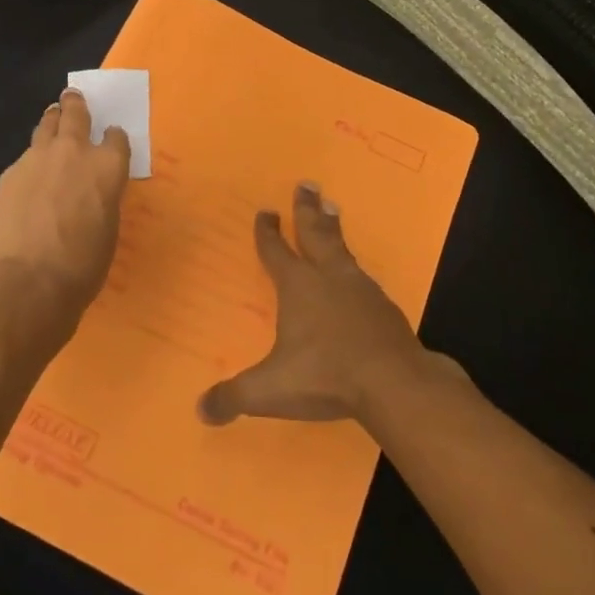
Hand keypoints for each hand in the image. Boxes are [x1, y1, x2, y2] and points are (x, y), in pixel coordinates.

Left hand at [0, 88, 131, 311]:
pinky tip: (28, 177)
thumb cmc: (82, 266)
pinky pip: (25, 157)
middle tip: (73, 98)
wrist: (28, 281)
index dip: (114, 138)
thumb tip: (91, 195)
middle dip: (76, 105)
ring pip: (46, 125)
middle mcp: (75, 152)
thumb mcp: (108, 230)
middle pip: (76, 113)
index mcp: (108, 167)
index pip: (117, 137)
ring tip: (51, 119)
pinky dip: (31, 161)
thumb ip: (102, 199)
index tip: (111, 140)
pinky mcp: (10, 172)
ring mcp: (38, 158)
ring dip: (51, 122)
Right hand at [198, 183, 436, 426]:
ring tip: (332, 209)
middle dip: (307, 209)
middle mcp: (329, 277)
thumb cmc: (325, 376)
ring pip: (342, 248)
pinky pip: (363, 277)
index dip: (268, 233)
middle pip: (315, 233)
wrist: (393, 382)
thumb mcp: (269, 390)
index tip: (265, 211)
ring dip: (333, 228)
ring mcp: (360, 289)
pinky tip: (357, 273)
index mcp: (298, 287)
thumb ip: (234, 397)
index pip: (276, 251)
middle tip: (307, 183)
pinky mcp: (384, 307)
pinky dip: (354, 265)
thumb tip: (201, 411)